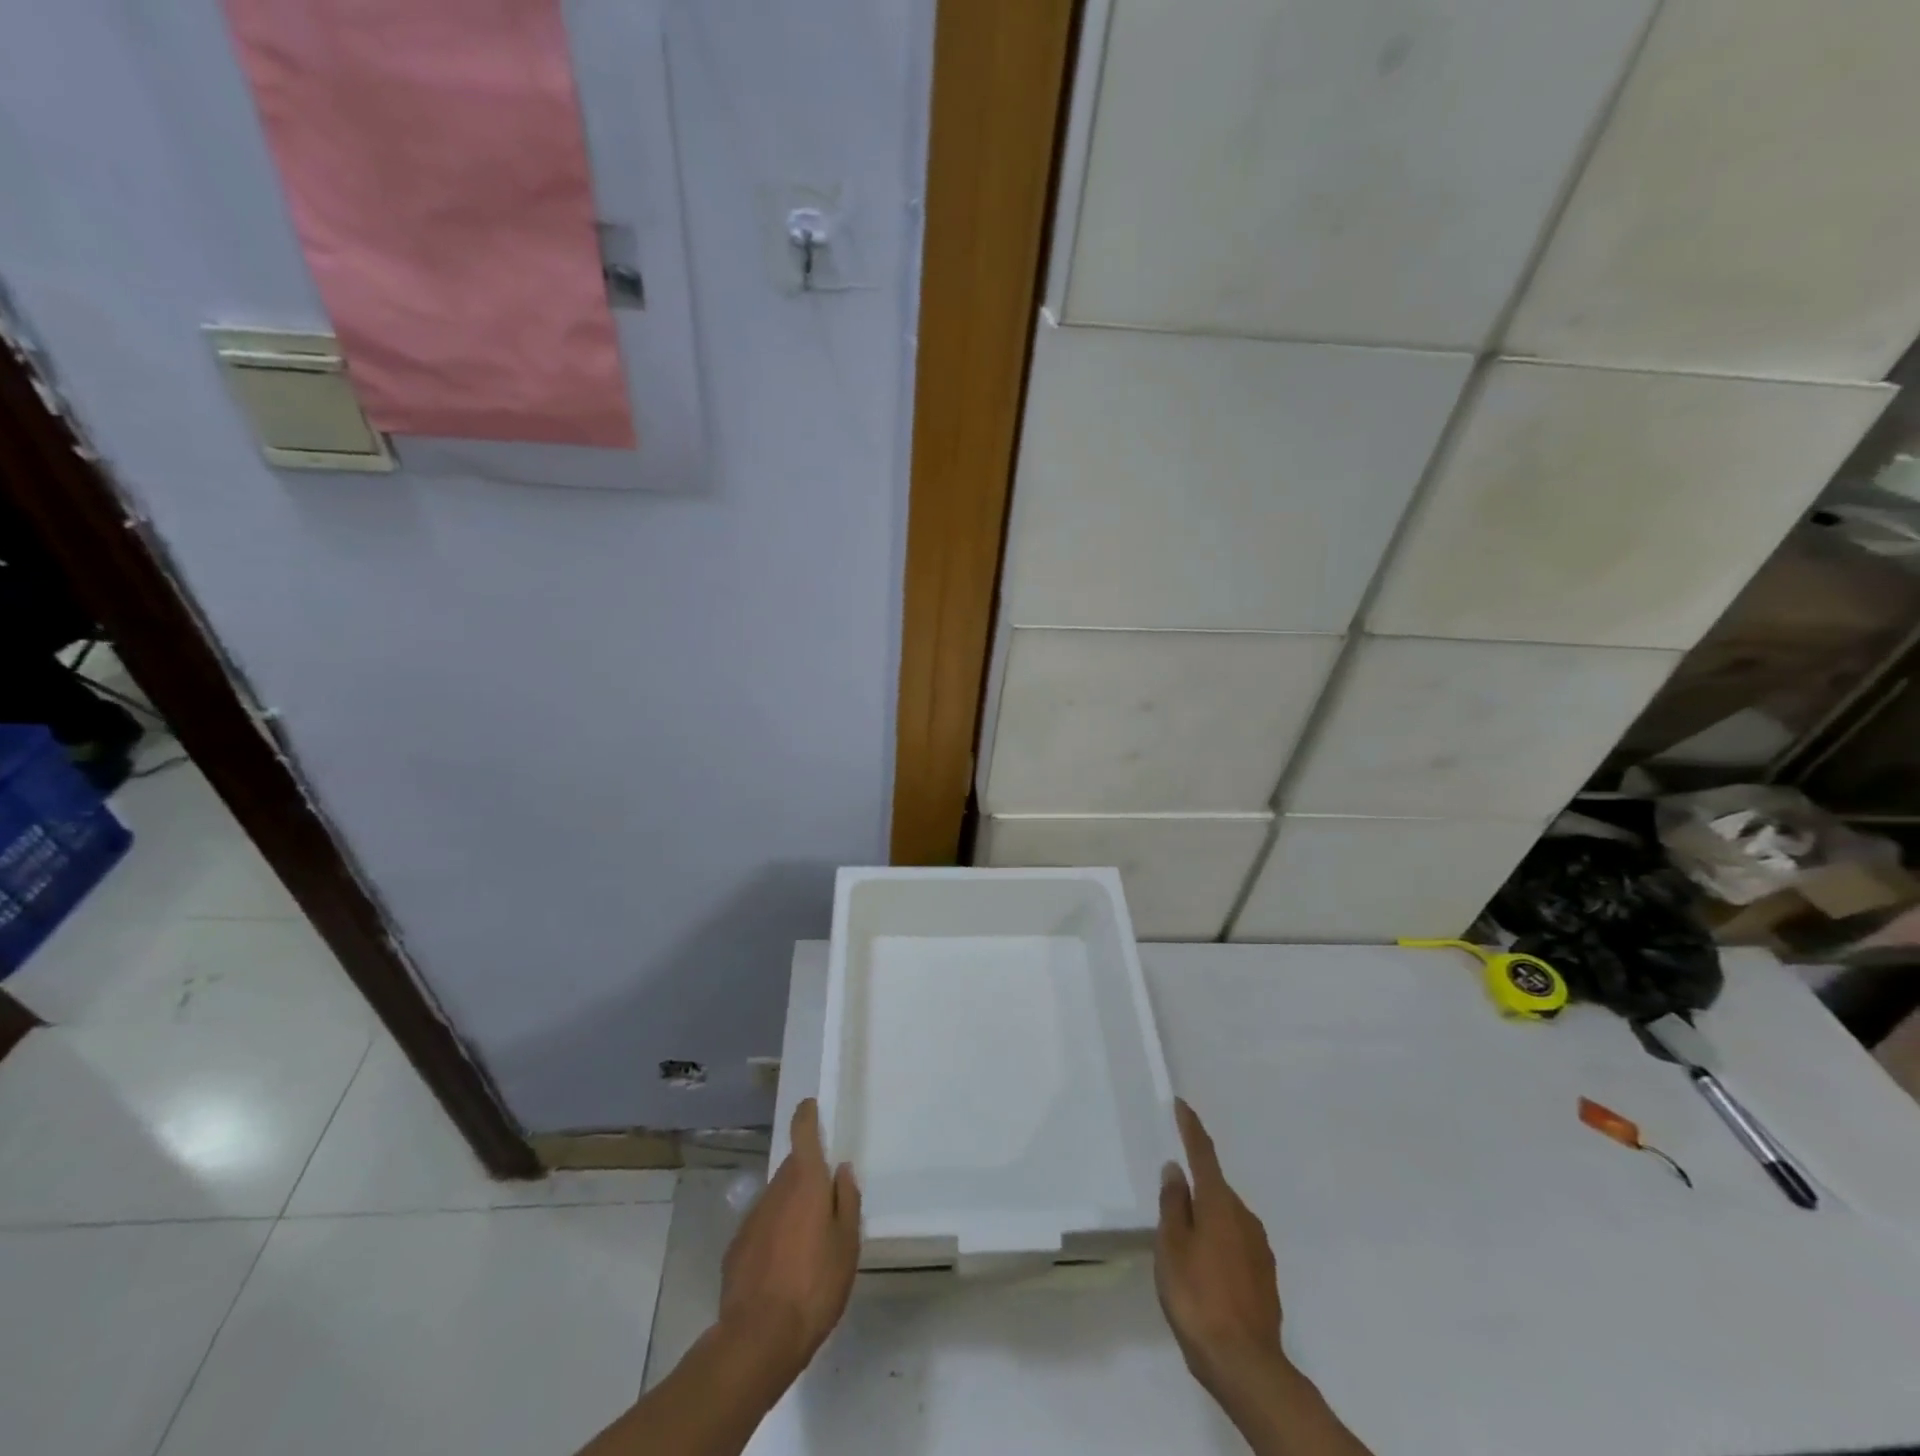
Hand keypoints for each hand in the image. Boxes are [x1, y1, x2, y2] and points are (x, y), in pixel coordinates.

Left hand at [717, 1098, 860, 1390]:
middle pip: (792, 1168)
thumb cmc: (815, 1285)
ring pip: (776, 1199)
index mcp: (805, 1182)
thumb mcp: (847, 1245)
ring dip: (791, 1207)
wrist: (758, 1338)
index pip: (802, 1134)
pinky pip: (762, 1228)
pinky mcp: (736, 1249)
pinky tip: (782, 1266)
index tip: (809, 1106)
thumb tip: (841, 1170)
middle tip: (825, 1198)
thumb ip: (846, 1201)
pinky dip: (774, 1235)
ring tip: (807, 1241)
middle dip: (807, 1174)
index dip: (806, 1116)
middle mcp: (775, 1190)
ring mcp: (752, 1218)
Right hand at [1155, 1098, 1285, 1396]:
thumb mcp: (1172, 1247)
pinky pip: (1236, 1244)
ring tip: (1184, 1242)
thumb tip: (1176, 1169)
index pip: (1203, 1154)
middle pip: (1215, 1188)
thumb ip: (1173, 1205)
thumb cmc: (1199, 1297)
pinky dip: (1219, 1244)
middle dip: (1195, 1186)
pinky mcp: (1266, 1278)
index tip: (1182, 1105)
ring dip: (1207, 1219)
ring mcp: (1260, 1248)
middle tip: (1171, 1198)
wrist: (1247, 1366)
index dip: (1191, 1128)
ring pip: (1226, 1218)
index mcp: (1219, 1204)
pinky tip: (1206, 1270)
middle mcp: (1244, 1217)